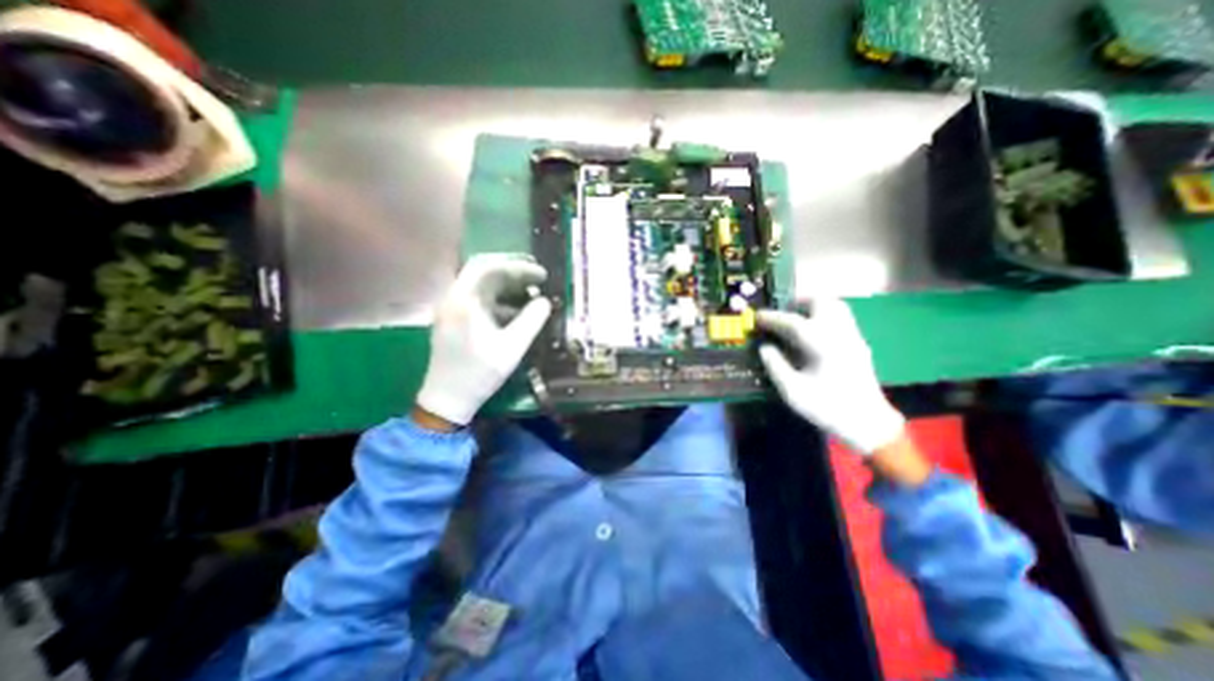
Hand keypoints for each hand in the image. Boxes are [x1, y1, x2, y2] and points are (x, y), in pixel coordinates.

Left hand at [415, 252, 552, 427]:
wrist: (447, 400)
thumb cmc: (478, 374)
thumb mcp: (511, 348)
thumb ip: (531, 321)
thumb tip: (545, 301)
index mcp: (463, 301)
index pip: (490, 267)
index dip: (519, 267)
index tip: (542, 275)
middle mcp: (453, 298)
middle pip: (484, 271)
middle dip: (514, 271)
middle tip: (538, 277)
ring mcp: (452, 308)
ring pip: (482, 285)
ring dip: (508, 286)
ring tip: (532, 292)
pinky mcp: (455, 319)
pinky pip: (480, 300)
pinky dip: (500, 300)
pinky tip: (518, 311)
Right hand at [757, 299, 899, 453]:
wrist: (868, 423)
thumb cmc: (826, 407)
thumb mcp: (792, 391)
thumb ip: (775, 365)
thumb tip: (764, 347)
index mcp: (821, 345)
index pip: (792, 322)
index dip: (772, 317)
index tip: (757, 317)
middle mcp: (839, 334)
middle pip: (821, 302)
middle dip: (798, 304)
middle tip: (782, 315)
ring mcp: (853, 337)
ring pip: (835, 307)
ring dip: (813, 308)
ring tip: (796, 321)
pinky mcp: (859, 344)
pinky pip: (841, 319)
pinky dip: (823, 317)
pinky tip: (813, 335)